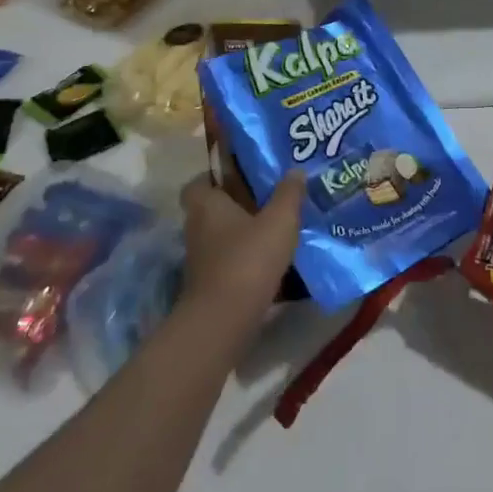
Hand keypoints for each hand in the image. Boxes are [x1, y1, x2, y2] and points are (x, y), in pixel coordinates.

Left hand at [181, 171, 303, 323]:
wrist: (225, 320)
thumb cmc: (249, 258)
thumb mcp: (280, 220)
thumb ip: (289, 194)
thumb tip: (295, 170)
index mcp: (207, 205)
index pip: (198, 183)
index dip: (214, 177)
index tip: (240, 177)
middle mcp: (197, 229)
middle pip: (211, 210)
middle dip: (235, 205)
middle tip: (265, 200)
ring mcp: (200, 260)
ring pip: (219, 237)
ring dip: (241, 234)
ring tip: (273, 229)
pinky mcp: (210, 285)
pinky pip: (227, 261)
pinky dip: (244, 259)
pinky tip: (270, 260)